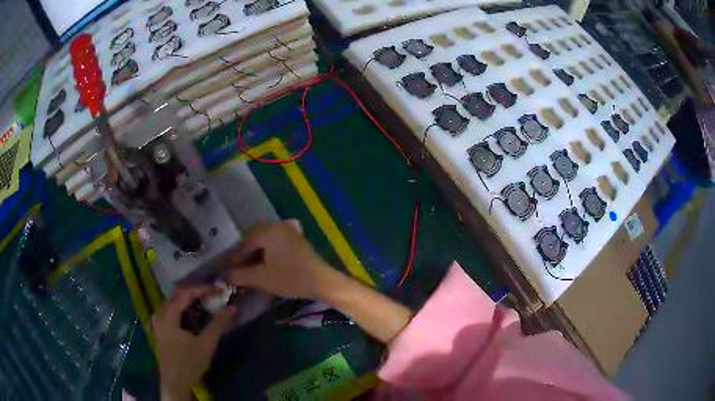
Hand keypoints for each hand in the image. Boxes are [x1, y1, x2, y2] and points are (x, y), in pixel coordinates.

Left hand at [152, 285, 236, 399]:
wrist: (175, 383)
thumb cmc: (190, 363)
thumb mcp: (206, 344)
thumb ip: (218, 324)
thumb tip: (232, 307)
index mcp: (167, 315)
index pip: (184, 293)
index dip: (202, 288)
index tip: (218, 289)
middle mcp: (159, 313)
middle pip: (177, 294)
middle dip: (196, 291)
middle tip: (213, 293)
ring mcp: (158, 321)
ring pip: (174, 301)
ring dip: (190, 299)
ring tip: (207, 301)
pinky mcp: (161, 328)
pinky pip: (172, 309)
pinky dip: (184, 307)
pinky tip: (195, 313)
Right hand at [224, 221, 334, 298]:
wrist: (321, 281)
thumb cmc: (290, 278)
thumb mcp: (261, 278)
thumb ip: (239, 275)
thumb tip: (224, 276)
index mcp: (267, 231)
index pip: (244, 243)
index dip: (234, 258)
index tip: (226, 269)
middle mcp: (277, 225)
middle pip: (254, 238)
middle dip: (244, 253)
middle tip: (237, 268)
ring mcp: (289, 230)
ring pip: (265, 239)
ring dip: (256, 252)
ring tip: (249, 267)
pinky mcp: (296, 238)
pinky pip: (275, 241)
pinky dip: (267, 250)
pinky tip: (265, 262)